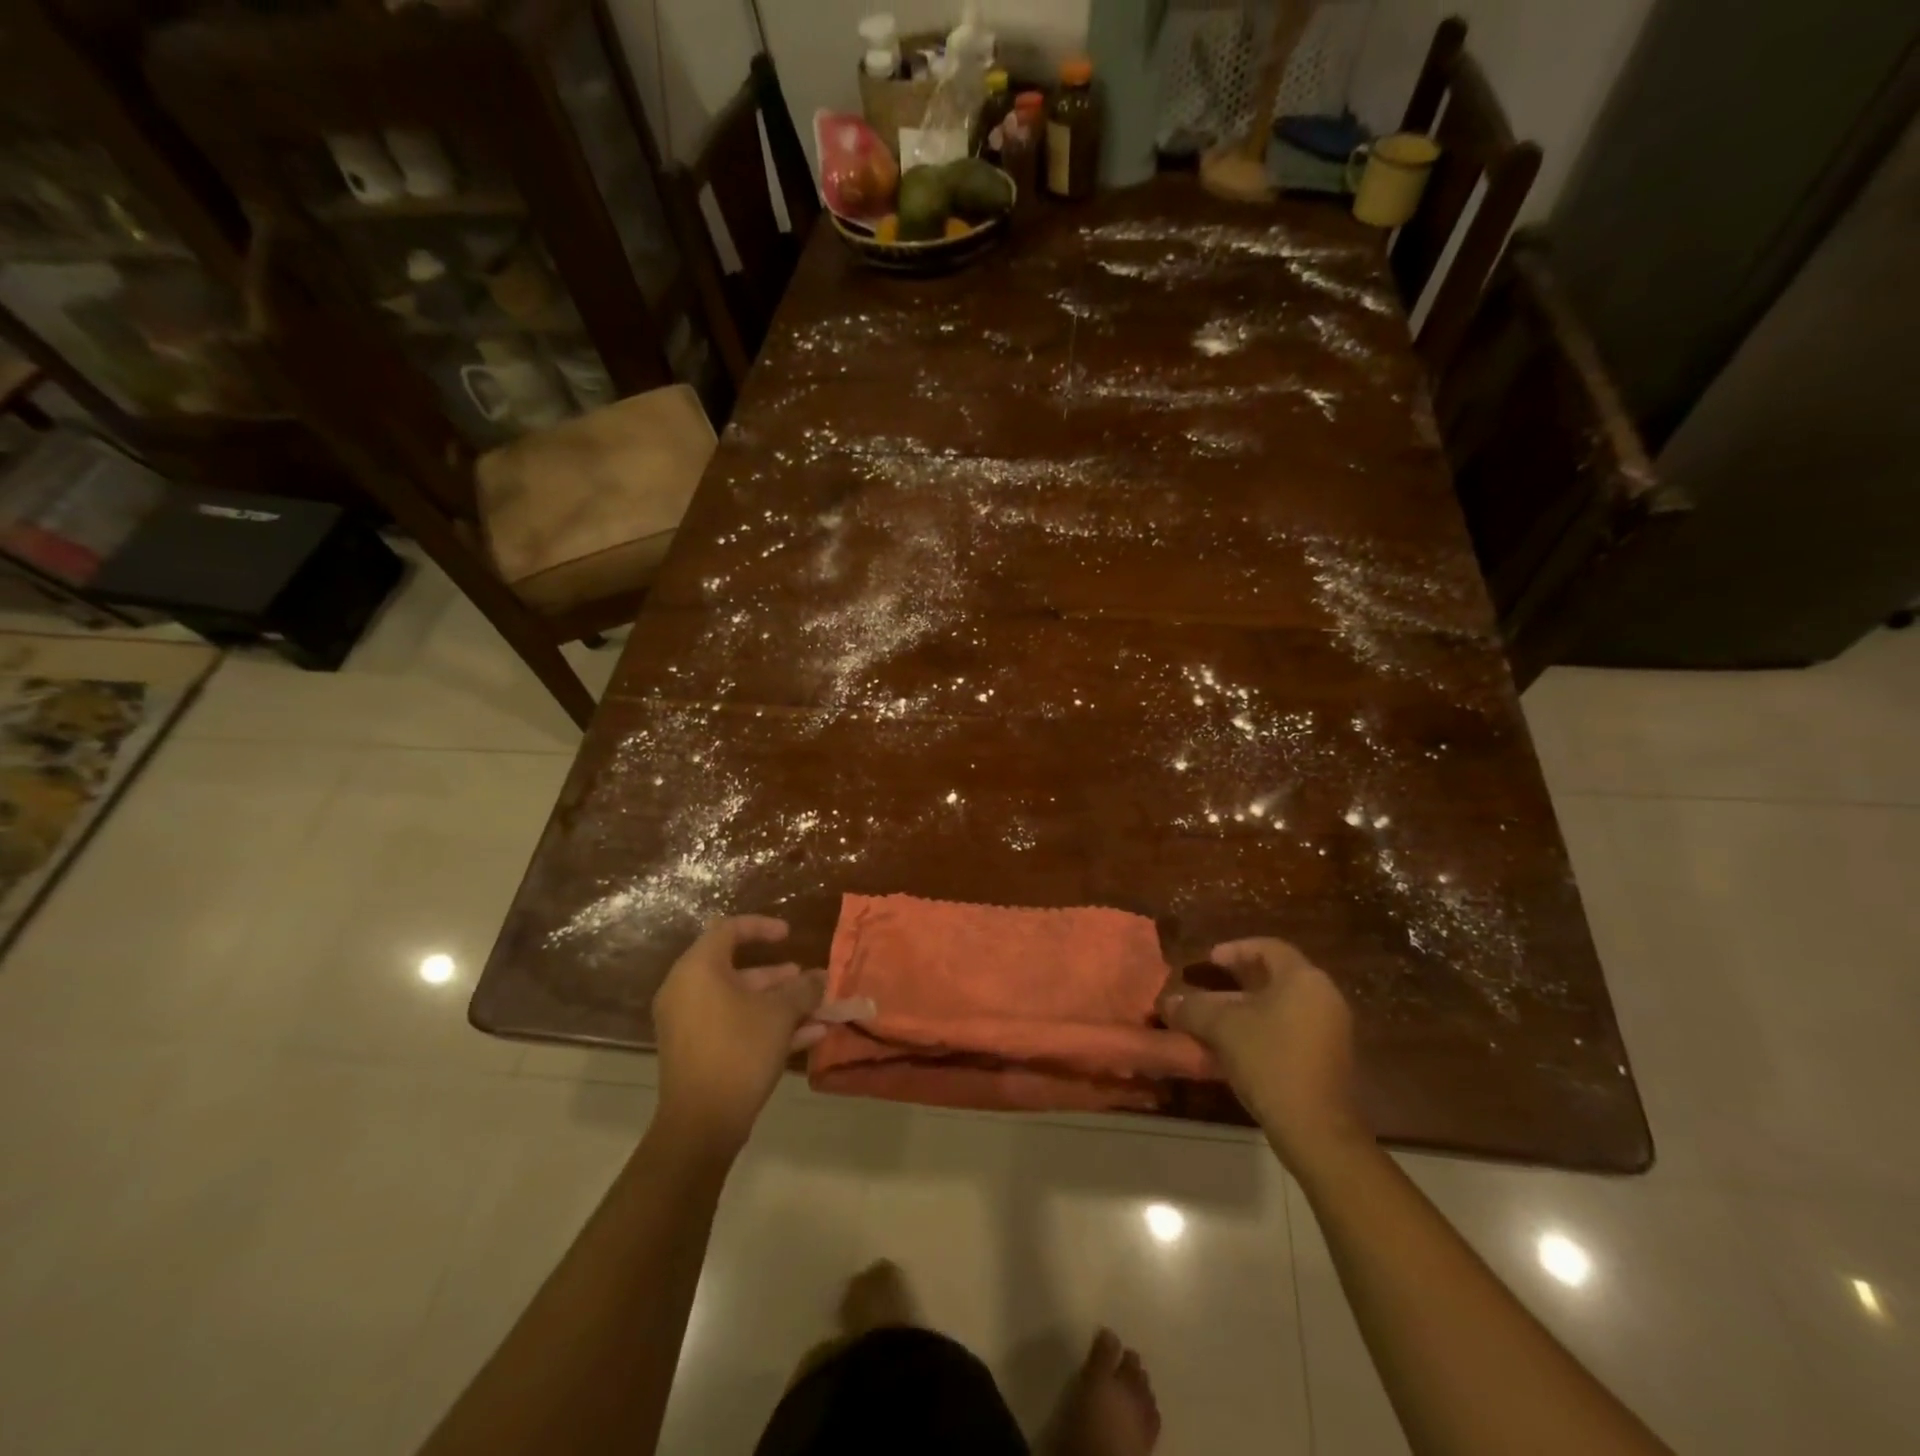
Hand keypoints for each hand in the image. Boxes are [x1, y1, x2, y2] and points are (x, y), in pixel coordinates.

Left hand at [652, 916, 824, 1155]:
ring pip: (739, 1002)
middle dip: (778, 976)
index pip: (729, 930)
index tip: (789, 935)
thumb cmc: (739, 1050)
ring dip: (778, 1003)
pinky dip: (764, 1025)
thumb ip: (803, 989)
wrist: (701, 1123)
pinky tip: (809, 1036)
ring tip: (816, 1008)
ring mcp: (688, 1024)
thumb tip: (821, 978)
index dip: (762, 927)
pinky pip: (733, 1026)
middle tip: (807, 979)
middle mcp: (687, 991)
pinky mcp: (696, 1052)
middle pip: (736, 970)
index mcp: (698, 969)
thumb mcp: (780, 1014)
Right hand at [1162, 937, 1367, 1166]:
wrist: (1317, 1130)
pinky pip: (1289, 1030)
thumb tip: (1168, 1001)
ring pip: (1280, 1007)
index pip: (1268, 948)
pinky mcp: (1327, 1059)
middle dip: (1236, 982)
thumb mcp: (1222, 1029)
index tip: (1209, 960)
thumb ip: (1193, 1008)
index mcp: (1303, 980)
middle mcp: (1323, 998)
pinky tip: (1232, 1048)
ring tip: (1212, 1021)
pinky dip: (1261, 1030)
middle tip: (1207, 987)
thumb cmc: (1270, 1062)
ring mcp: (1330, 1030)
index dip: (1235, 949)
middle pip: (1275, 978)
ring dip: (1245, 1010)